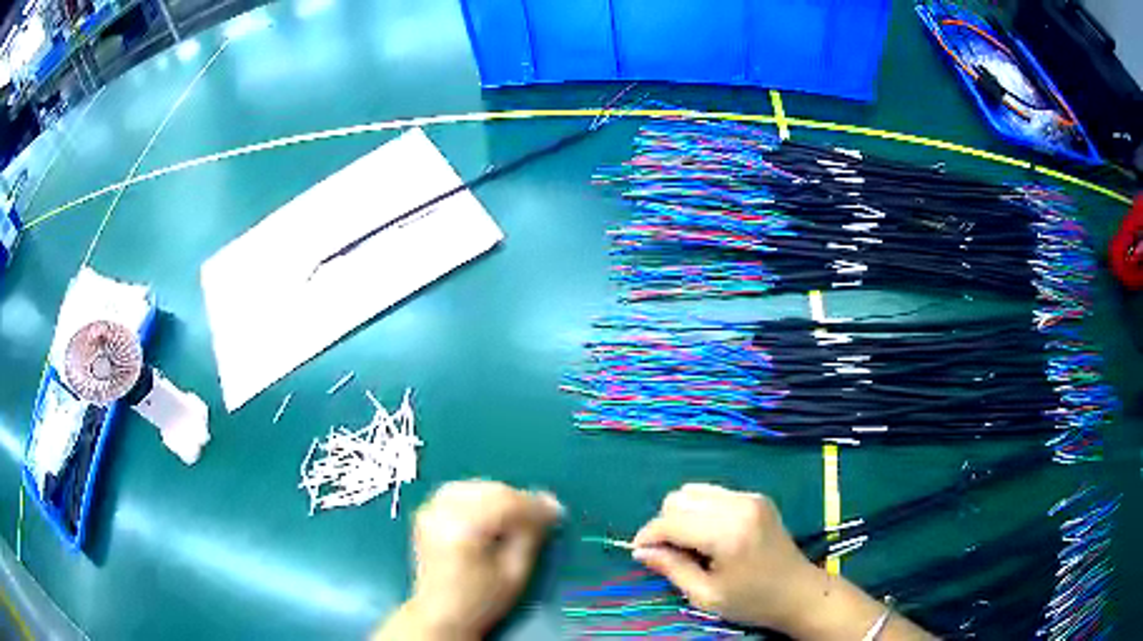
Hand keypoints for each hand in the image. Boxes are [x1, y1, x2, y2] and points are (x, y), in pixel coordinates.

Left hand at [376, 481, 562, 640]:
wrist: (440, 614)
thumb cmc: (480, 601)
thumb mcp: (515, 574)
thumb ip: (531, 536)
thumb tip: (549, 507)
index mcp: (462, 530)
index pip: (505, 503)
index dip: (535, 505)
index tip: (556, 512)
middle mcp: (442, 513)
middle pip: (490, 491)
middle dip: (519, 500)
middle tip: (542, 514)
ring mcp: (431, 511)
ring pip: (476, 486)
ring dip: (501, 497)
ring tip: (518, 516)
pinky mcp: (428, 512)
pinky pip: (461, 491)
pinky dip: (481, 497)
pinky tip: (493, 513)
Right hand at [631, 483, 821, 632]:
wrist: (799, 592)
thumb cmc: (752, 601)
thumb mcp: (706, 595)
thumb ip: (671, 569)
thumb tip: (640, 551)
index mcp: (727, 533)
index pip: (672, 521)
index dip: (648, 535)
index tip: (639, 552)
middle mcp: (738, 506)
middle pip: (679, 498)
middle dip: (665, 524)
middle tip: (668, 553)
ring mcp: (750, 497)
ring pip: (694, 491)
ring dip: (682, 514)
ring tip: (688, 543)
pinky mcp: (756, 497)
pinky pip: (713, 493)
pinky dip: (700, 510)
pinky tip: (708, 534)